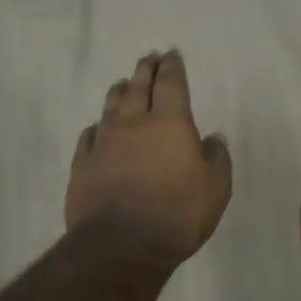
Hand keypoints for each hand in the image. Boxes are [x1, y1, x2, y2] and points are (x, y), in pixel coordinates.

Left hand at [66, 51, 232, 270]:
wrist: (120, 245)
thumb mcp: (216, 190)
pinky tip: (98, 127)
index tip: (171, 55)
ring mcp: (104, 141)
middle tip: (149, 58)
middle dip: (145, 69)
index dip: (172, 67)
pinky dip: (97, 126)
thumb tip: (212, 139)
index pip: (170, 83)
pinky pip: (89, 135)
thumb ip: (217, 159)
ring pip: (111, 105)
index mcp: (169, 123)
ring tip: (124, 83)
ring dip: (120, 90)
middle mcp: (134, 123)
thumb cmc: (177, 215)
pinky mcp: (83, 162)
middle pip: (138, 86)